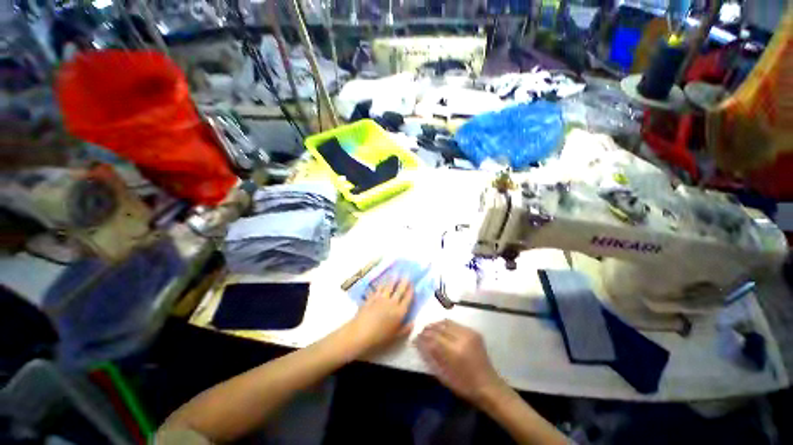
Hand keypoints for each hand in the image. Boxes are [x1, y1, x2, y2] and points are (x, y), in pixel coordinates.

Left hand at [345, 278, 413, 355]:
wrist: (360, 333)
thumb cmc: (379, 337)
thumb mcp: (395, 337)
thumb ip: (405, 329)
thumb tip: (413, 323)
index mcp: (399, 312)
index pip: (407, 298)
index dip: (411, 291)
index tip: (413, 284)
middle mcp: (392, 303)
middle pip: (399, 290)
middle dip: (404, 282)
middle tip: (407, 274)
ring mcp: (381, 298)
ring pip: (389, 286)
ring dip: (393, 279)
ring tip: (395, 274)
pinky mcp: (372, 297)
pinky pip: (378, 289)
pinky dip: (381, 284)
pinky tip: (382, 281)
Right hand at [416, 320, 505, 405]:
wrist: (488, 385)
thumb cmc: (464, 385)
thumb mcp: (444, 375)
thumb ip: (431, 356)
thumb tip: (420, 342)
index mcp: (455, 351)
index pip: (434, 336)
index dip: (423, 336)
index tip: (416, 337)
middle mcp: (462, 338)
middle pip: (440, 326)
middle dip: (429, 328)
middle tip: (421, 332)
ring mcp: (469, 333)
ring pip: (447, 322)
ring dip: (437, 324)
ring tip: (430, 329)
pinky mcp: (474, 332)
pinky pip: (456, 324)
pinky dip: (446, 325)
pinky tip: (442, 330)